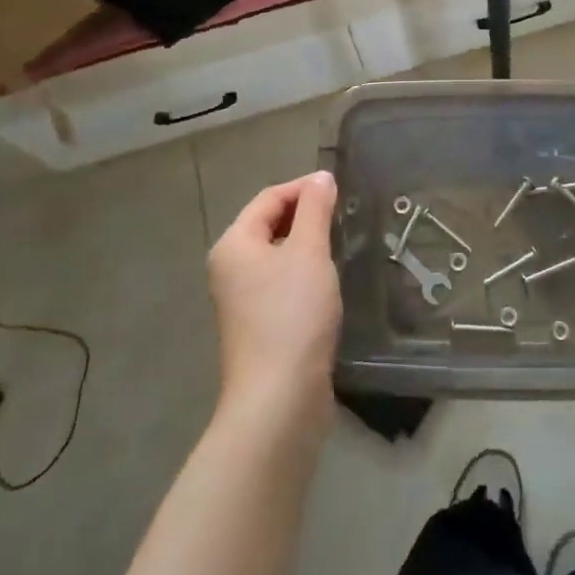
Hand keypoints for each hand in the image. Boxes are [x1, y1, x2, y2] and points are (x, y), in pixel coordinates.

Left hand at [208, 171, 341, 435]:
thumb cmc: (292, 314)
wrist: (279, 396)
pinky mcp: (258, 324)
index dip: (303, 188)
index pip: (268, 198)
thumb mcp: (309, 251)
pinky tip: (327, 281)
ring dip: (307, 244)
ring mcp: (242, 299)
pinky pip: (281, 282)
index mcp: (234, 244)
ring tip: (340, 243)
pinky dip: (304, 272)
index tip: (340, 189)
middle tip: (343, 214)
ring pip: (277, 255)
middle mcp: (230, 267)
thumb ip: (315, 209)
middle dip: (305, 215)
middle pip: (268, 224)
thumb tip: (321, 177)